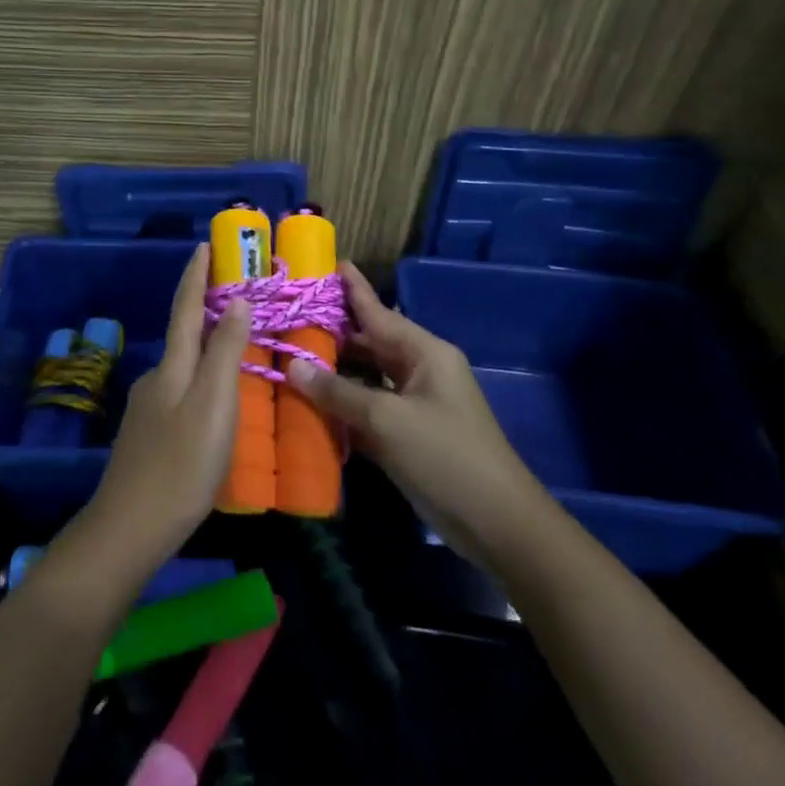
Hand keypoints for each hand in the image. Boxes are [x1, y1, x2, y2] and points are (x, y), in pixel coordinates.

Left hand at [77, 243, 247, 577]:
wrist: (130, 527)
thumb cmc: (181, 464)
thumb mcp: (214, 405)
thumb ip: (224, 352)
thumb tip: (236, 300)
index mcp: (173, 366)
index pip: (186, 307)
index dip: (195, 275)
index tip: (204, 245)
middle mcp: (157, 377)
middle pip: (183, 333)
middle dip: (205, 308)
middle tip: (238, 296)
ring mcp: (149, 407)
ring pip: (184, 366)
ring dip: (207, 348)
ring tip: (238, 348)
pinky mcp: (149, 434)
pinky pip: (181, 392)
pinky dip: (201, 381)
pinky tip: (217, 401)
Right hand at [288, 263, 538, 560]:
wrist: (496, 523)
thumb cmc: (445, 456)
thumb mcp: (387, 420)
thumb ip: (338, 392)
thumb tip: (293, 365)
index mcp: (424, 352)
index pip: (378, 311)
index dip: (352, 288)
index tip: (328, 262)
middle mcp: (419, 370)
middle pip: (369, 342)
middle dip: (332, 331)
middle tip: (288, 315)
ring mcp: (414, 403)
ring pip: (366, 376)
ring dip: (333, 370)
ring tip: (290, 353)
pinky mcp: (407, 434)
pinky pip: (368, 407)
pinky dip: (343, 404)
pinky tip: (310, 401)